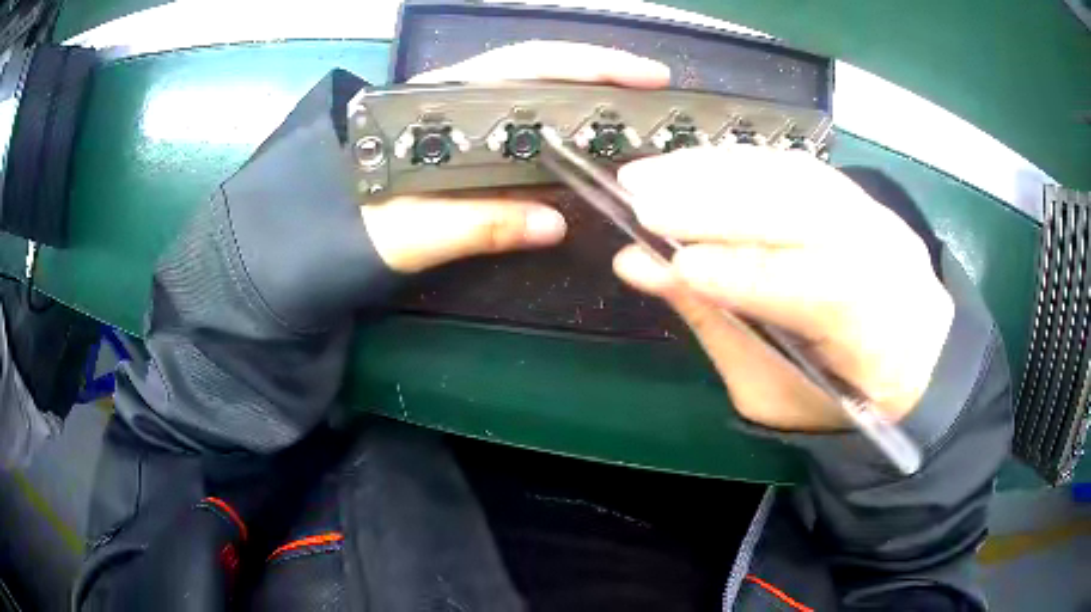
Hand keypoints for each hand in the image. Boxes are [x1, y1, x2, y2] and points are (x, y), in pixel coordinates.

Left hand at [360, 42, 669, 272]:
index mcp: (443, 99)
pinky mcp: (467, 138)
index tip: (645, 77)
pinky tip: (587, 143)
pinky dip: (563, 128)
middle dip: (603, 73)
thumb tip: (556, 224)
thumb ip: (478, 225)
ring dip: (587, 96)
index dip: (591, 64)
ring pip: (536, 91)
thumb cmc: (352, 226)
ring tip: (636, 115)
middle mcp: (459, 94)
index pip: (529, 64)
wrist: (318, 232)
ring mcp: (464, 113)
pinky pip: (525, 124)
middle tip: (656, 93)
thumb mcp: (412, 231)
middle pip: (542, 67)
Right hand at [613, 146, 954, 430]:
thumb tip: (639, 263)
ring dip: (719, 170)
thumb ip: (712, 321)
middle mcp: (893, 266)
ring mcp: (880, 220)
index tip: (675, 262)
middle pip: (810, 216)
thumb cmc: (831, 393)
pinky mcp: (859, 196)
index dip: (748, 273)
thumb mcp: (769, 385)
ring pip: (799, 179)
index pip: (820, 293)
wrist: (900, 358)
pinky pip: (797, 168)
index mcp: (883, 342)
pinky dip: (739, 163)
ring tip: (652, 173)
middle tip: (641, 197)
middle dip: (721, 204)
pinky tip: (693, 165)